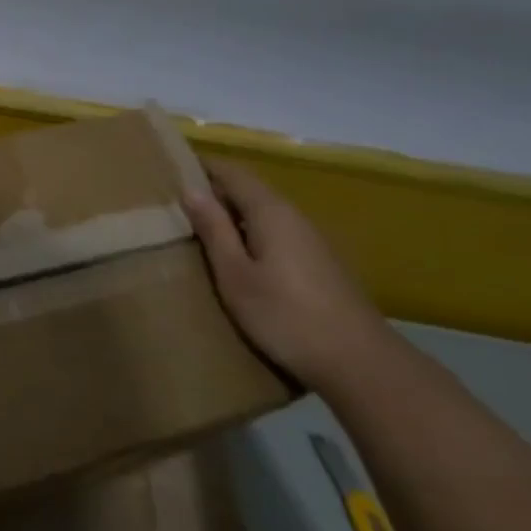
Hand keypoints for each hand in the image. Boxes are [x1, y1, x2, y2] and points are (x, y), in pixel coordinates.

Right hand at [182, 157, 391, 386]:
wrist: (360, 363)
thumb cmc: (285, 315)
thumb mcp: (235, 275)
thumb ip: (214, 230)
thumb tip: (191, 190)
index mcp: (270, 212)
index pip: (232, 173)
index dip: (202, 167)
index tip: (170, 170)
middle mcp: (294, 217)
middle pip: (249, 191)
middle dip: (214, 191)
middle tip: (174, 203)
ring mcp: (311, 241)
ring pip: (262, 214)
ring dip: (231, 215)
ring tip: (197, 230)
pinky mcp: (319, 264)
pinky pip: (275, 234)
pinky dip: (249, 234)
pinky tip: (235, 258)